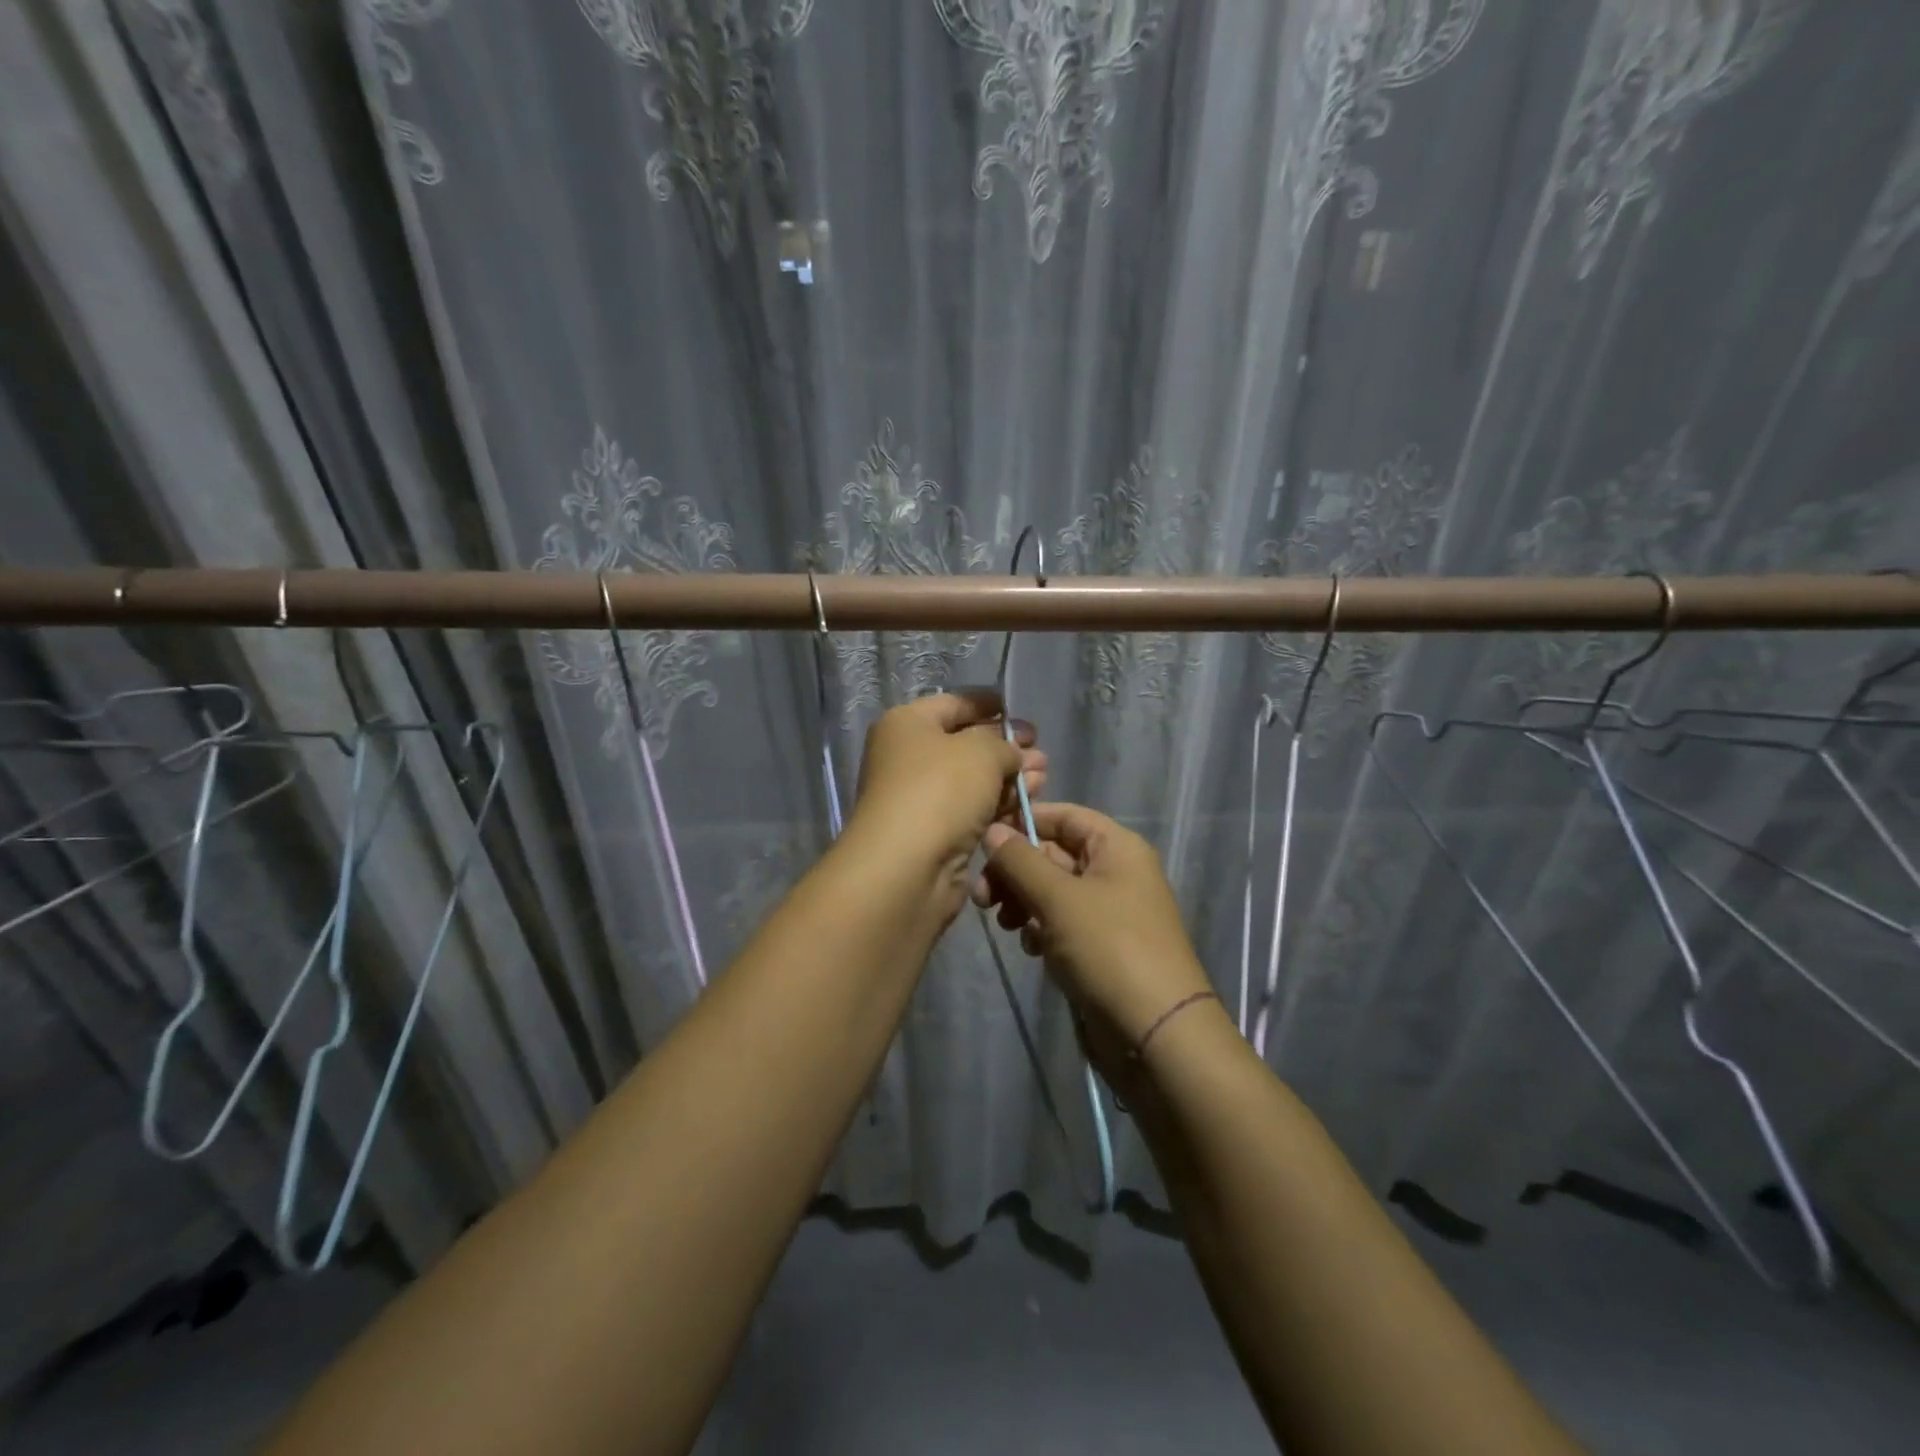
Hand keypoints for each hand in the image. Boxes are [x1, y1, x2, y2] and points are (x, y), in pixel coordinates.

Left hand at [844, 690, 1045, 919]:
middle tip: (1040, 752)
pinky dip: (999, 805)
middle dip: (1006, 747)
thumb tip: (1012, 752)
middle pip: (965, 744)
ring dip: (1009, 778)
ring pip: (973, 781)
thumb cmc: (940, 791)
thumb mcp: (981, 752)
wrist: (908, 868)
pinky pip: (972, 811)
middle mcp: (908, 758)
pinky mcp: (935, 834)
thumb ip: (1004, 744)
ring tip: (1044, 777)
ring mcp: (920, 798)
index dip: (989, 704)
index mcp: (907, 724)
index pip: (954, 704)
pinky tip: (1028, 803)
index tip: (1020, 710)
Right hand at [975, 802, 1212, 1063]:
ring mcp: (1108, 912)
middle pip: (1053, 854)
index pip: (1064, 816)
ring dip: (1023, 901)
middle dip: (1015, 871)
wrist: (1155, 1033)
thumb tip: (993, 829)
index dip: (1024, 821)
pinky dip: (1040, 929)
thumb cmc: (1109, 949)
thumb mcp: (1059, 898)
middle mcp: (1115, 872)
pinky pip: (1061, 923)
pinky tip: (1031, 948)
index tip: (984, 839)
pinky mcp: (1100, 947)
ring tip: (1005, 924)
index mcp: (1116, 847)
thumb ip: (1021, 860)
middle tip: (982, 897)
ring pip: (1052, 891)